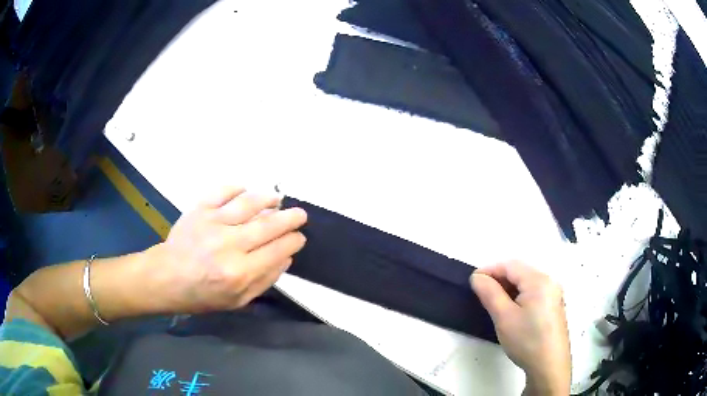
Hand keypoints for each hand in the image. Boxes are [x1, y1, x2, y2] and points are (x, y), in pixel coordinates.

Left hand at [146, 187, 306, 313]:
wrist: (167, 278)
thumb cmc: (202, 294)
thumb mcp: (238, 300)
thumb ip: (264, 280)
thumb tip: (286, 258)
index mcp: (241, 272)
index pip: (278, 250)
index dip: (294, 242)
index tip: (299, 238)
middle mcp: (230, 245)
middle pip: (269, 225)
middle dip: (290, 218)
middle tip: (300, 215)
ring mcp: (213, 223)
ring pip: (249, 203)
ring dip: (268, 199)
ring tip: (277, 199)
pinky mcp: (199, 210)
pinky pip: (222, 191)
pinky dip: (237, 188)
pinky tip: (245, 191)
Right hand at [470, 261, 570, 395]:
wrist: (549, 366)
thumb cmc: (526, 340)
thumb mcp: (504, 317)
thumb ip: (490, 293)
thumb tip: (477, 277)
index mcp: (539, 280)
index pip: (510, 265)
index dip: (489, 270)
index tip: (472, 281)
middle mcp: (549, 282)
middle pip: (520, 272)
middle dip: (499, 279)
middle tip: (481, 293)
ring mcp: (554, 294)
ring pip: (526, 283)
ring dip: (508, 288)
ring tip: (493, 302)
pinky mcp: (554, 306)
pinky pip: (533, 292)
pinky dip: (519, 296)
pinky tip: (511, 310)